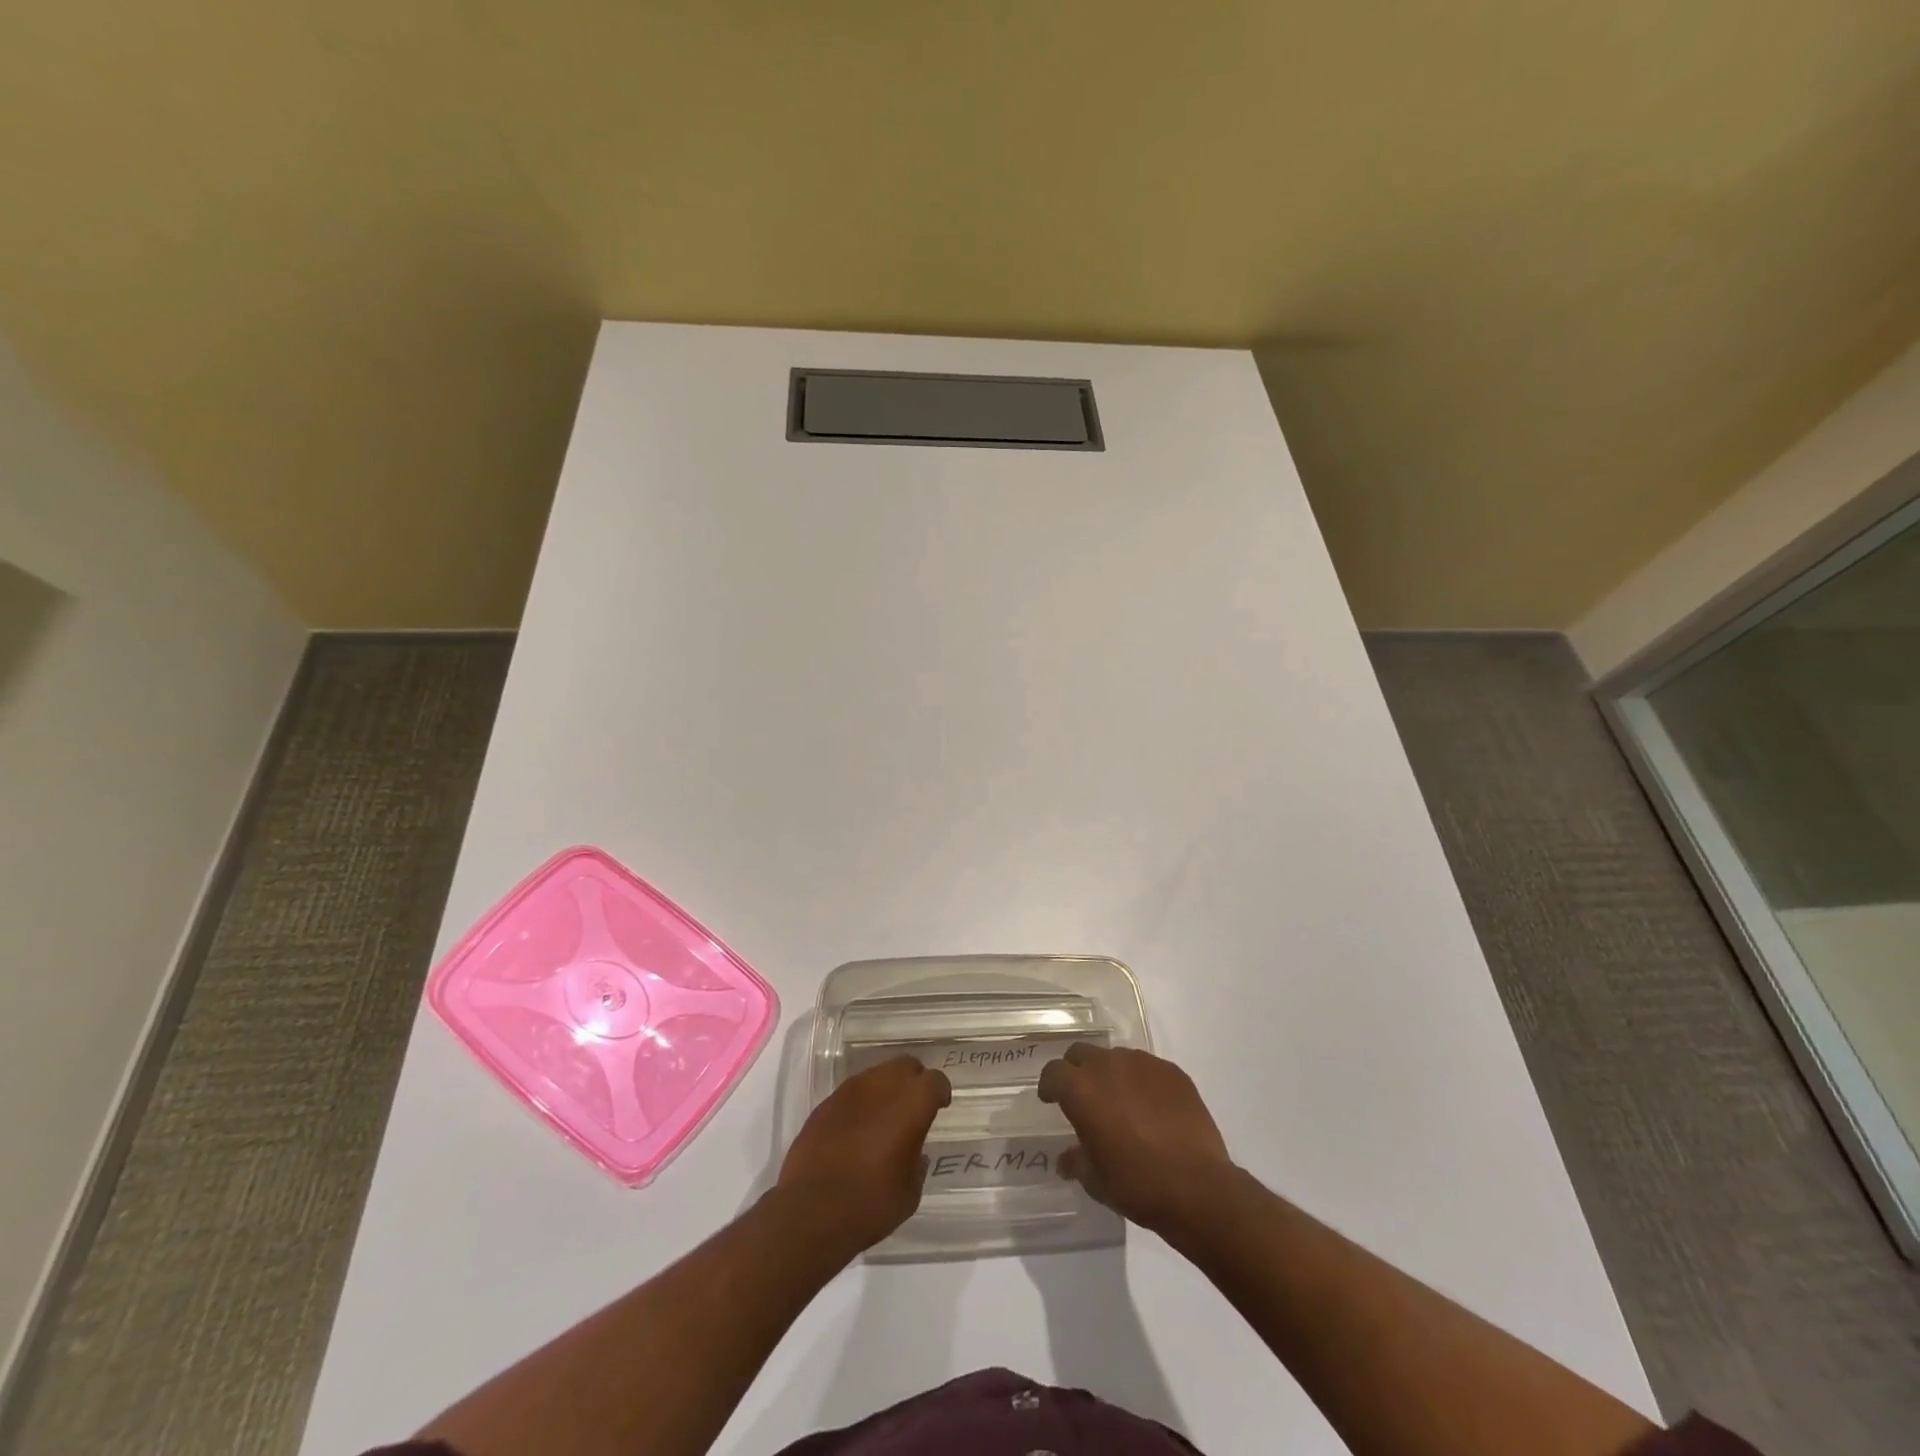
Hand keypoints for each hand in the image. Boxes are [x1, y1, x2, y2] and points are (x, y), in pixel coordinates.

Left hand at [776, 1056, 951, 1253]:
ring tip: (884, 1117)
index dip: (940, 1092)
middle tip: (914, 1107)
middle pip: (906, 1065)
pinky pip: (852, 1092)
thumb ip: (917, 1163)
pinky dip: (861, 1103)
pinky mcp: (826, 1102)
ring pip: (877, 1074)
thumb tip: (914, 1153)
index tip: (940, 1106)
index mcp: (912, 1101)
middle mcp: (883, 1084)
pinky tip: (857, 1129)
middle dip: (913, 1081)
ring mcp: (851, 1090)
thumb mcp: (910, 1192)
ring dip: (886, 1089)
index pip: (935, 1080)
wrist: (811, 1211)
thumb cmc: (871, 1203)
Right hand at [1037, 1044, 1235, 1234]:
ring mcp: (1143, 1064)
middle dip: (1077, 1071)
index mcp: (1081, 1089)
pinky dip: (1142, 1082)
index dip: (1049, 1085)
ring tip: (1122, 1102)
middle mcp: (1108, 1065)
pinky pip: (1148, 1068)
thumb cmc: (1136, 1184)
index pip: (1053, 1072)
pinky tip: (1152, 1108)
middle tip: (1084, 1096)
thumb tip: (1067, 1158)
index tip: (1051, 1099)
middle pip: (1082, 1054)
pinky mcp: (1172, 1071)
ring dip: (1111, 1074)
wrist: (1197, 1187)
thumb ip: (1076, 1161)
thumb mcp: (1095, 1180)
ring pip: (1116, 1057)